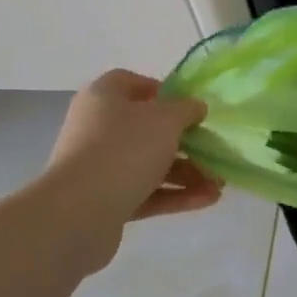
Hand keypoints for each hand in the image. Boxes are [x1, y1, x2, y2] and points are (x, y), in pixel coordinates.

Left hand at [39, 70, 221, 269]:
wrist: (78, 214)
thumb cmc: (124, 149)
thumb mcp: (166, 119)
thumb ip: (187, 109)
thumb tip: (195, 108)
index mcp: (103, 98)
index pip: (130, 82)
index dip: (161, 90)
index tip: (187, 105)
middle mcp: (96, 129)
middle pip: (145, 128)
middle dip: (184, 140)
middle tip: (212, 148)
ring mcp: (98, 167)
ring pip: (149, 163)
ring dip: (186, 172)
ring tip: (218, 183)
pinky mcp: (104, 202)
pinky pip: (145, 192)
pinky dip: (174, 195)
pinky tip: (207, 200)